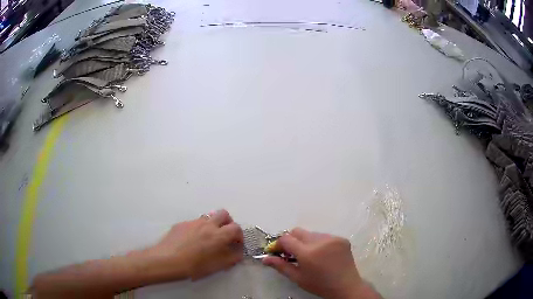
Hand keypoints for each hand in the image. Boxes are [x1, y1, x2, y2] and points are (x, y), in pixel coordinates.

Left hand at [145, 209, 243, 280]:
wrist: (167, 260)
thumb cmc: (194, 266)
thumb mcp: (217, 266)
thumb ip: (231, 258)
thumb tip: (238, 252)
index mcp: (219, 235)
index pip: (236, 228)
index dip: (239, 236)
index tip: (236, 244)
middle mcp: (208, 224)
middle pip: (224, 214)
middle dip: (228, 223)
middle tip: (225, 235)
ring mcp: (193, 222)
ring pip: (208, 217)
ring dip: (213, 225)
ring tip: (207, 239)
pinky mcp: (181, 224)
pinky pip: (194, 223)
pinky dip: (199, 229)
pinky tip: (191, 242)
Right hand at [262, 228, 379, 298]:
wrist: (346, 286)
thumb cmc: (319, 285)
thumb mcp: (298, 278)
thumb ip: (280, 266)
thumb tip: (264, 258)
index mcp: (308, 253)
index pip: (286, 239)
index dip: (279, 244)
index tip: (277, 252)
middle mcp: (320, 241)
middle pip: (298, 231)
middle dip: (291, 240)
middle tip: (292, 253)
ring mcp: (333, 238)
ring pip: (311, 233)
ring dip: (305, 241)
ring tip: (309, 255)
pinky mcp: (342, 239)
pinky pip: (324, 236)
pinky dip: (318, 242)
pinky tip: (322, 254)